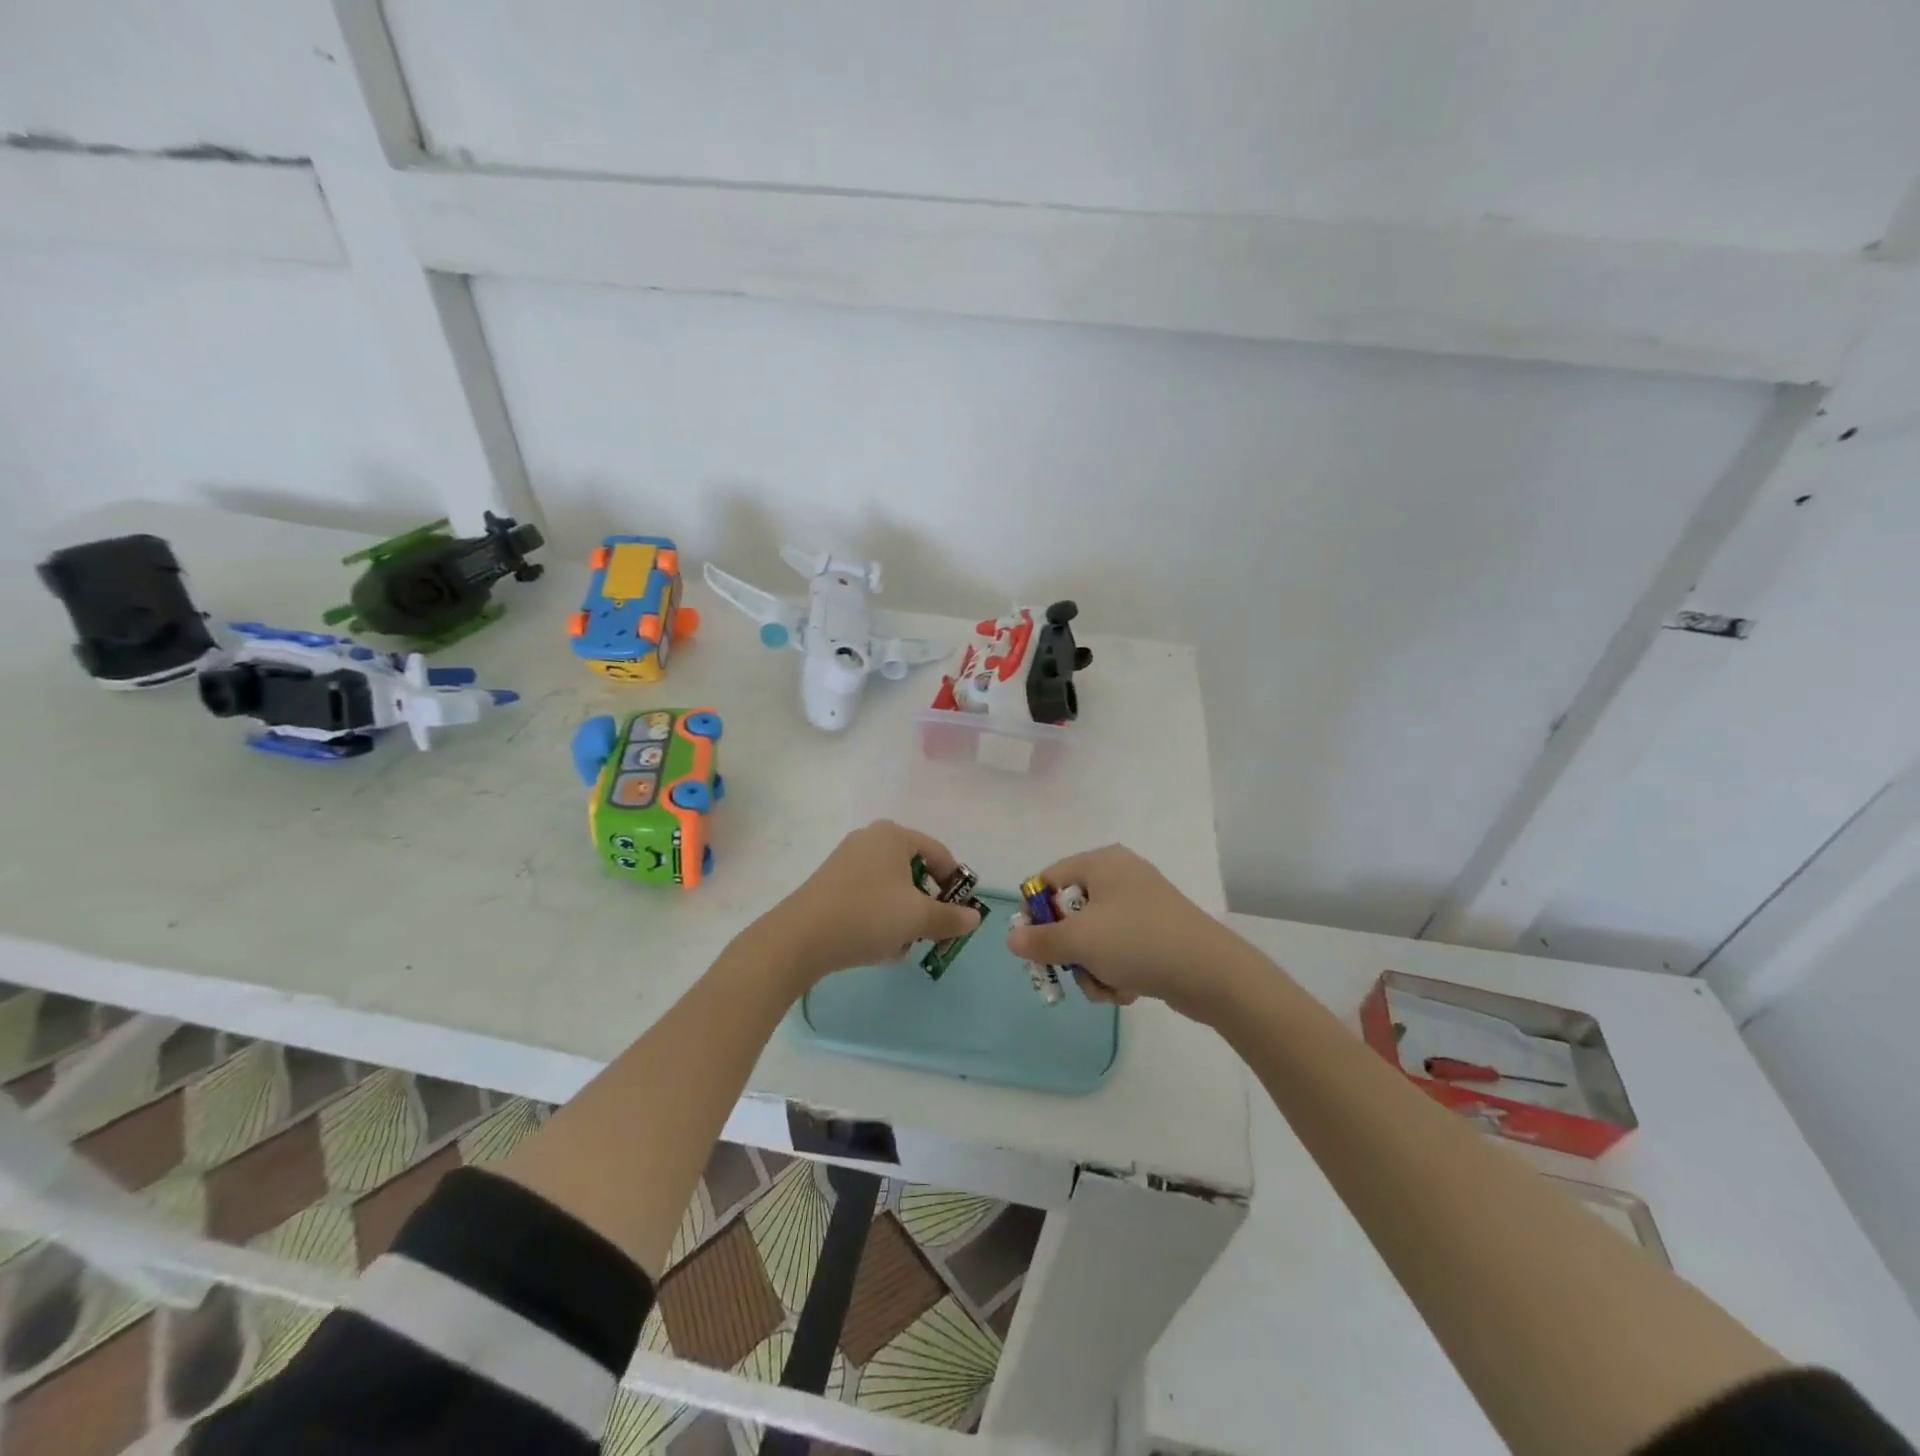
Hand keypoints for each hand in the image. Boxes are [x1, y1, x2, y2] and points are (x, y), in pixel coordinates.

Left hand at [761, 821, 982, 990]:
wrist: (801, 938)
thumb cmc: (868, 916)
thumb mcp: (918, 919)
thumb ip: (951, 918)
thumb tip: (975, 917)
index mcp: (894, 835)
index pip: (940, 854)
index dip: (955, 884)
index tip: (959, 914)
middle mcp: (870, 839)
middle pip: (914, 872)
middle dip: (925, 905)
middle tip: (930, 933)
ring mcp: (846, 861)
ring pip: (891, 889)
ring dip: (902, 917)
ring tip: (902, 946)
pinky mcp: (830, 884)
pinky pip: (868, 898)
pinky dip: (879, 919)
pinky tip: (878, 947)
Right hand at [1006, 845, 1248, 1021]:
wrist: (1211, 972)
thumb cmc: (1137, 942)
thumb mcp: (1080, 941)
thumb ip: (1039, 940)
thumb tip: (1011, 939)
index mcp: (1101, 862)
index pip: (1048, 880)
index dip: (1034, 913)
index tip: (1033, 945)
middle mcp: (1120, 876)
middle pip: (1070, 913)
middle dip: (1069, 951)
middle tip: (1067, 974)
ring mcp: (1141, 905)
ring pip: (1093, 938)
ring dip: (1091, 969)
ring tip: (1106, 988)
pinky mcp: (1156, 933)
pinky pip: (1119, 950)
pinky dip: (1115, 972)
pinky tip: (1126, 992)